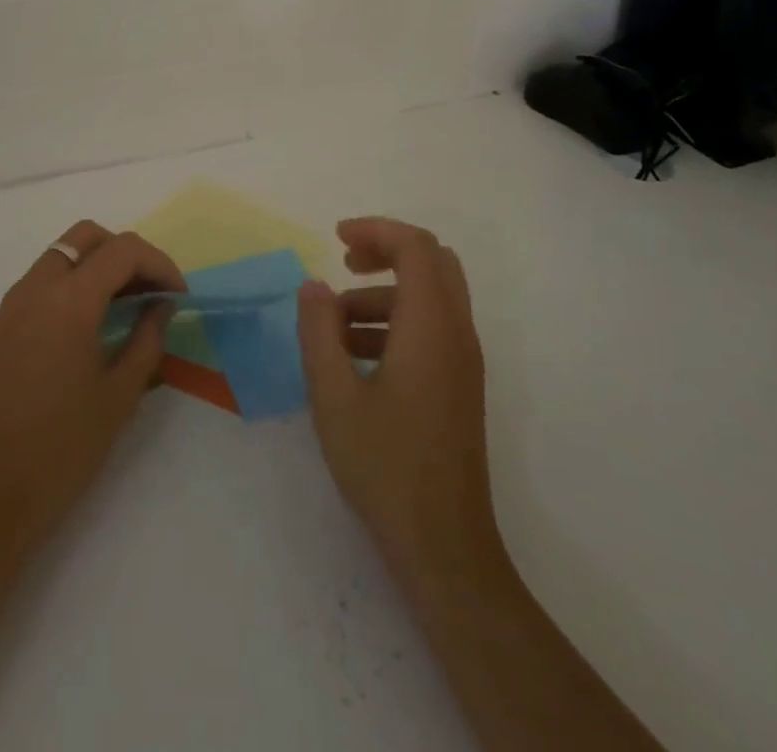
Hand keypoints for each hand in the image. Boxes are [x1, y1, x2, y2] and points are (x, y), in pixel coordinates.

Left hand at [0, 220, 183, 574]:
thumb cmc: (63, 449)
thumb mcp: (120, 394)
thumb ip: (148, 339)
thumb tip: (162, 306)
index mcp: (69, 301)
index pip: (123, 251)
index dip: (159, 264)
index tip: (179, 297)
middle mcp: (36, 288)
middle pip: (87, 237)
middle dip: (126, 253)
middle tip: (151, 291)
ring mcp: (13, 304)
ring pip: (62, 254)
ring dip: (98, 266)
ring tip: (127, 306)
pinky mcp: (1, 324)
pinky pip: (43, 280)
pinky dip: (74, 283)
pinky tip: (93, 323)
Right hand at [296, 217, 508, 590]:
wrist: (444, 547)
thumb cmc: (385, 467)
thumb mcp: (334, 395)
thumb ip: (318, 331)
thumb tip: (312, 286)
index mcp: (430, 327)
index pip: (415, 247)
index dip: (376, 230)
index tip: (335, 239)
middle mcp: (457, 334)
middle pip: (432, 262)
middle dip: (386, 252)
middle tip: (344, 264)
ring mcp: (464, 362)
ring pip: (432, 296)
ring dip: (385, 293)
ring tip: (333, 325)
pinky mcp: (460, 386)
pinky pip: (432, 328)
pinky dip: (396, 321)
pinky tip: (354, 358)